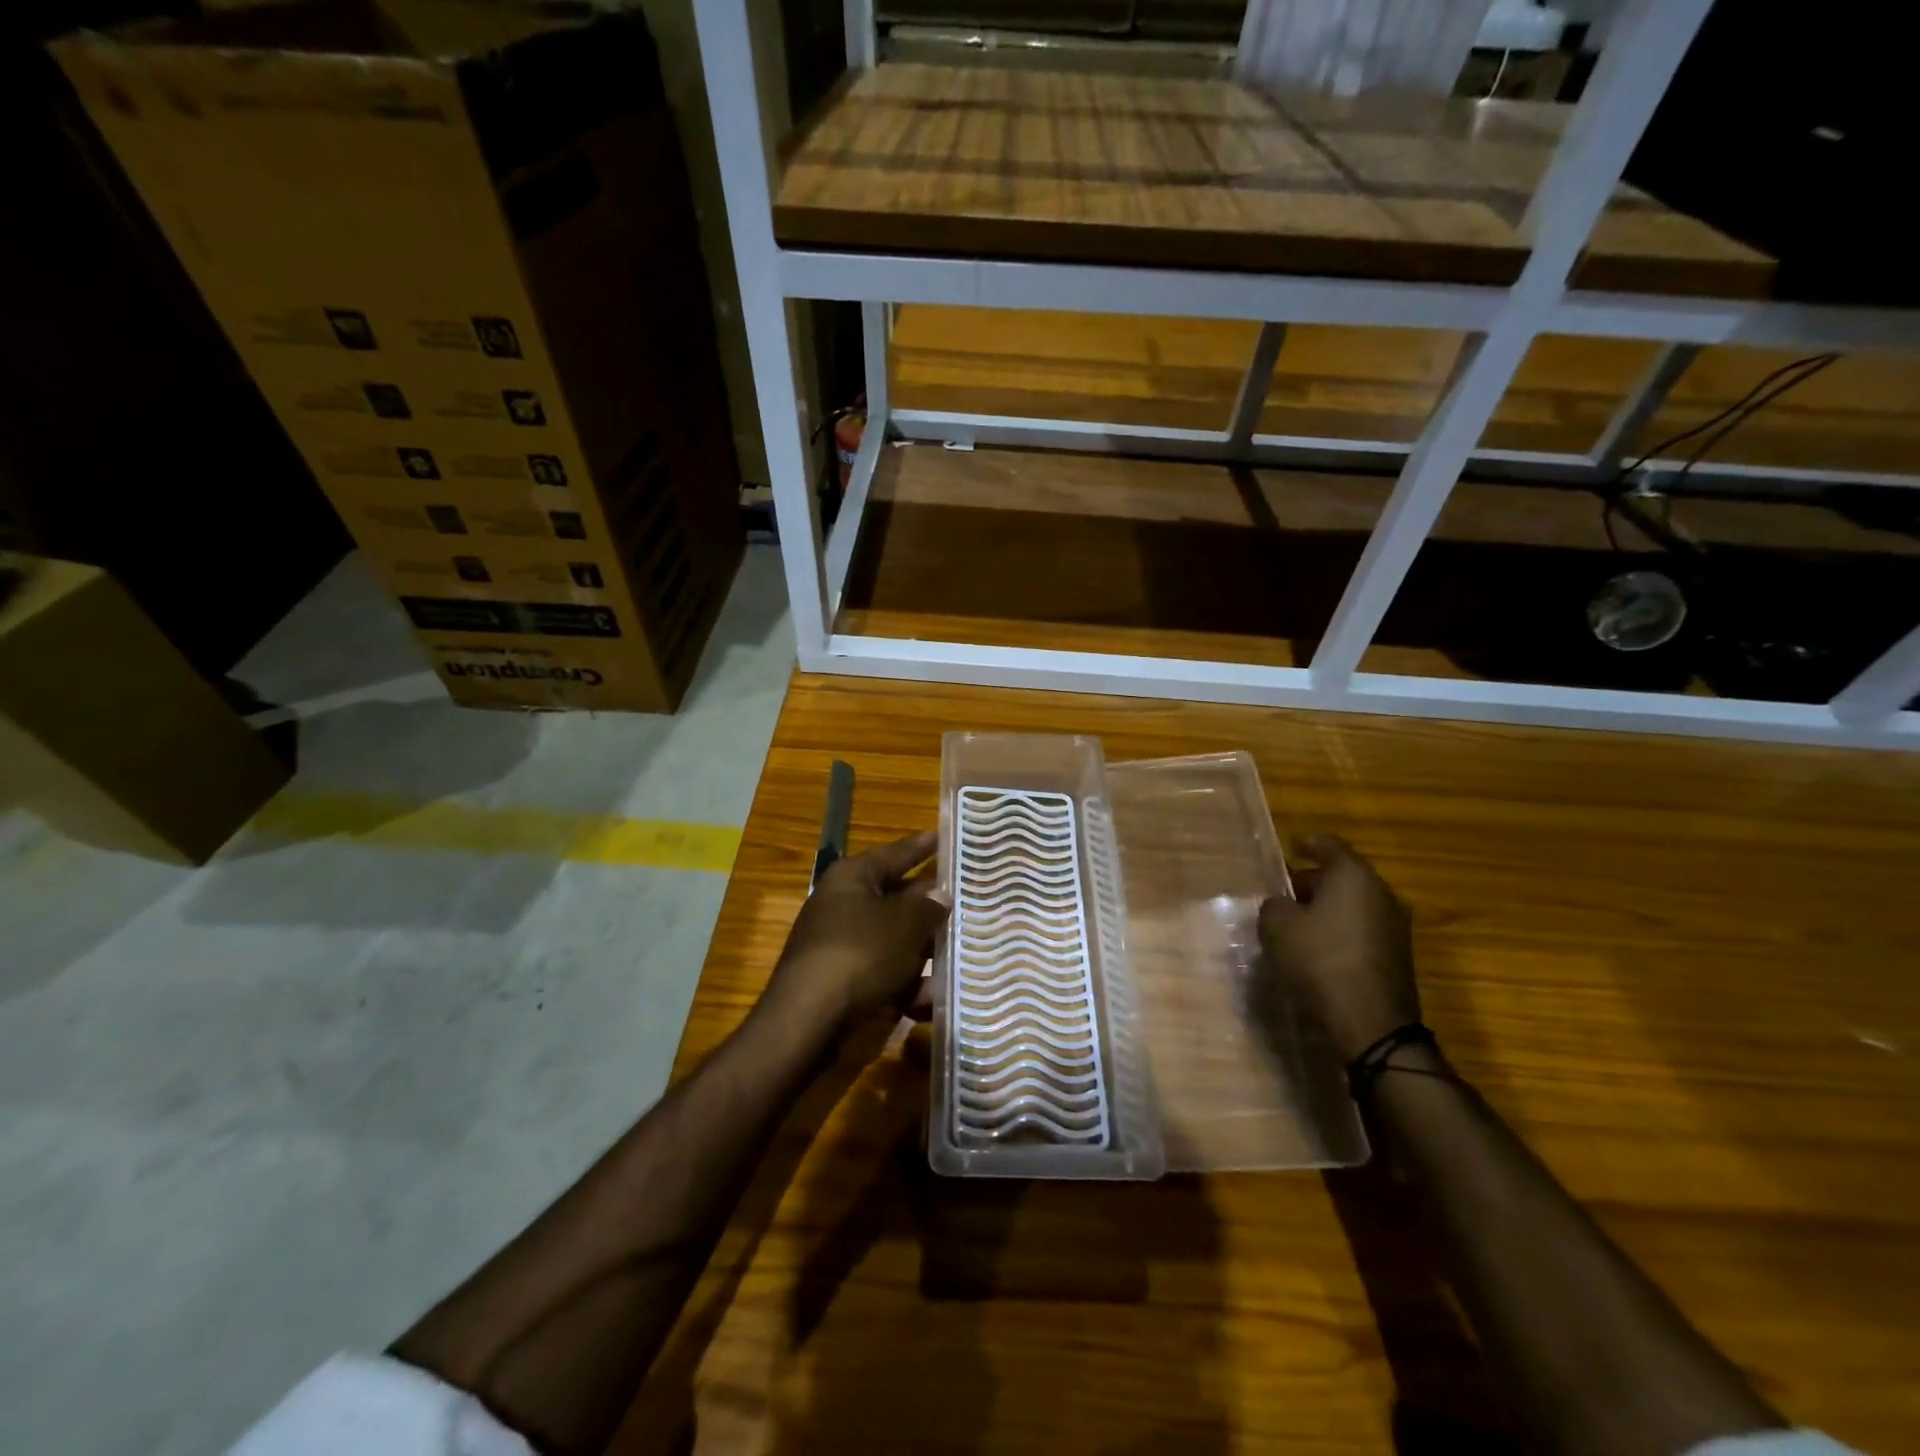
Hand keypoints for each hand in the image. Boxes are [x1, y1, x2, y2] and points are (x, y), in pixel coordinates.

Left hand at [766, 829, 948, 1033]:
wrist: (808, 1020)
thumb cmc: (860, 954)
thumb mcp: (904, 925)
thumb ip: (927, 908)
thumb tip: (940, 894)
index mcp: (853, 877)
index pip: (895, 853)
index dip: (922, 845)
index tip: (944, 835)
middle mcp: (843, 904)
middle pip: (896, 898)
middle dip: (930, 907)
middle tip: (968, 901)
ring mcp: (840, 943)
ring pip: (893, 939)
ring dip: (924, 952)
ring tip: (962, 956)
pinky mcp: (841, 979)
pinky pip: (883, 972)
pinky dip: (906, 984)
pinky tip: (930, 1000)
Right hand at [1257, 834, 1418, 1062]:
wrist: (1371, 1022)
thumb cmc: (1319, 960)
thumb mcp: (1276, 926)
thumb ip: (1274, 905)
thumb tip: (1284, 905)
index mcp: (1353, 875)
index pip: (1328, 844)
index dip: (1306, 844)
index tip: (1290, 848)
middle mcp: (1381, 892)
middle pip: (1343, 875)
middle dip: (1312, 880)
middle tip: (1283, 893)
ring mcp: (1395, 925)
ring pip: (1354, 903)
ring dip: (1327, 908)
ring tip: (1297, 923)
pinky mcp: (1397, 954)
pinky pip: (1362, 928)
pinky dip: (1340, 930)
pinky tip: (1318, 948)